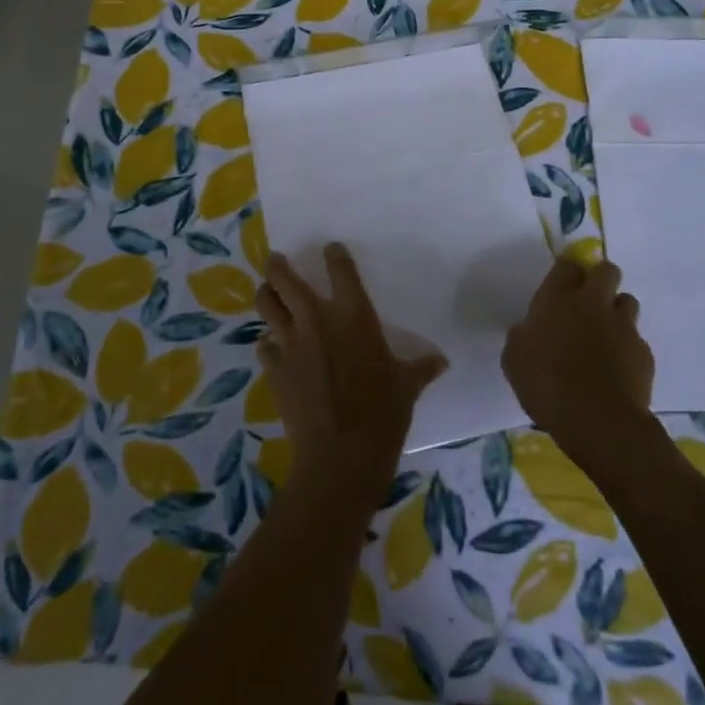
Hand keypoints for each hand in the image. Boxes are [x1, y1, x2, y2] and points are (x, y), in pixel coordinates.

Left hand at [255, 244, 446, 501]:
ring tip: (267, 290)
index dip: (334, 255)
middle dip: (278, 266)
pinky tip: (271, 345)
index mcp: (354, 316)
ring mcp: (291, 343)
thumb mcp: (407, 387)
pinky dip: (267, 341)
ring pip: (267, 305)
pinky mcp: (275, 369)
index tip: (331, 249)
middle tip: (276, 260)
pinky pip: (264, 346)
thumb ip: (420, 368)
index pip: (341, 270)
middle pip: (286, 280)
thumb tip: (440, 362)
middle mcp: (317, 320)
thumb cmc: (382, 414)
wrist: (341, 455)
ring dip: (266, 294)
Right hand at [502, 258, 654, 455]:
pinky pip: (636, 339)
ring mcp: (622, 326)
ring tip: (605, 333)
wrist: (597, 418)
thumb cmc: (545, 384)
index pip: (567, 265)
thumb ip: (522, 337)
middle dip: (600, 278)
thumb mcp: (514, 359)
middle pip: (606, 270)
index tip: (561, 285)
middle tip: (589, 300)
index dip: (566, 272)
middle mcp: (592, 304)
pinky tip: (616, 368)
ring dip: (617, 311)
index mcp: (556, 300)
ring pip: (627, 301)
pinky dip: (627, 347)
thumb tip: (528, 330)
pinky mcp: (643, 352)